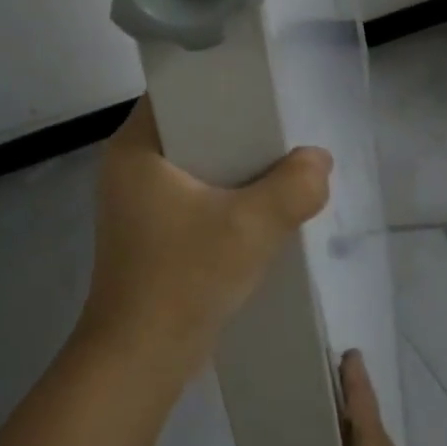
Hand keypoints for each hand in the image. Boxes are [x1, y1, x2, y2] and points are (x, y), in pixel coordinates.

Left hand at [81, 97, 331, 382]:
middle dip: (237, 130)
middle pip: (191, 127)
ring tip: (279, 164)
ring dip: (234, 168)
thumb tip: (318, 161)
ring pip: (195, 165)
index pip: (178, 90)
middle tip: (281, 129)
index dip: (220, 83)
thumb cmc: (184, 279)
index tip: (262, 89)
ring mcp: (136, 203)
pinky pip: (192, 196)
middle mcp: (128, 167)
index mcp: (135, 147)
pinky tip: (258, 207)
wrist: (140, 361)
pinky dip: (222, 197)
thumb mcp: (251, 227)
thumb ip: (294, 186)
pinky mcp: (149, 233)